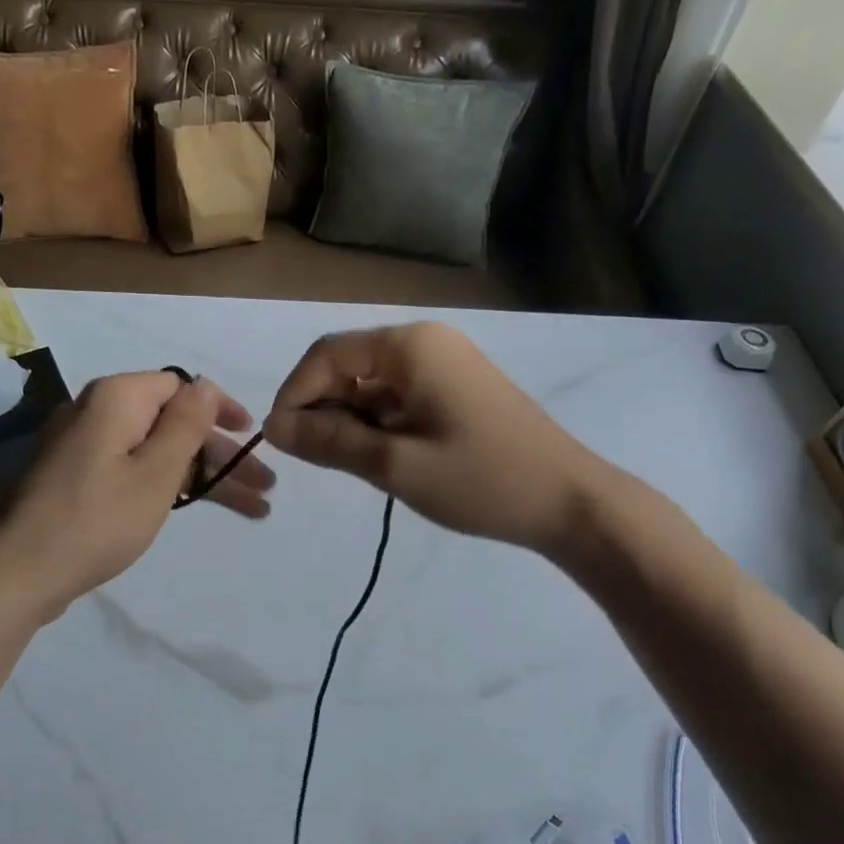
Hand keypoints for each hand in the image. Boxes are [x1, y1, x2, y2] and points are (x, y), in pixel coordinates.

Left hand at [0, 371, 272, 623]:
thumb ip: (186, 425)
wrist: (15, 574)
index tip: (252, 437)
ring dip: (202, 476)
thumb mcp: (155, 473)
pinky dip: (168, 487)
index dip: (221, 410)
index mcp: (116, 399)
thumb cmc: (95, 520)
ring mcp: (83, 449)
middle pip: (172, 424)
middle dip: (221, 455)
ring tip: (251, 509)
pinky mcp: (75, 481)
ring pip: (156, 453)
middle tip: (264, 488)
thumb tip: (206, 384)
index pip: (181, 387)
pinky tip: (195, 507)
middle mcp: (96, 414)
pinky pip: (132, 471)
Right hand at [263, 323, 589, 552]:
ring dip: (350, 420)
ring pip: (372, 384)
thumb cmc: (481, 480)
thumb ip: (330, 441)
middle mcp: (425, 342)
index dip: (294, 394)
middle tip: (318, 461)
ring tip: (354, 466)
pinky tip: (383, 458)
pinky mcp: (456, 389)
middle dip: (322, 409)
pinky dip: (378, 424)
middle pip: (348, 365)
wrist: (570, 502)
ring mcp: (444, 364)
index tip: (281, 443)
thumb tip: (273, 427)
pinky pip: (398, 396)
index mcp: (410, 345)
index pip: (326, 355)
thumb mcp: (395, 465)